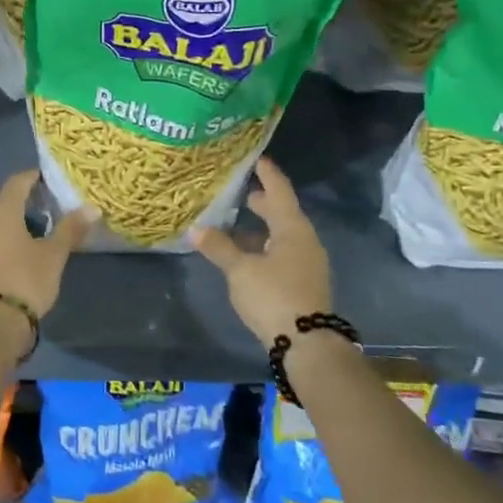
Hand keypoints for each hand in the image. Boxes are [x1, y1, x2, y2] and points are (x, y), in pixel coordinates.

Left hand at [0, 170, 91, 319]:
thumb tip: (92, 207)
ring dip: (15, 223)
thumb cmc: (26, 280)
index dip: (34, 177)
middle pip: (5, 202)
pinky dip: (5, 241)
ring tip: (38, 232)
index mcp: (1, 211)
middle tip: (51, 207)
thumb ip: (71, 228)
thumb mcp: (54, 255)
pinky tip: (20, 253)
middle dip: (27, 201)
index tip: (51, 179)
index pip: (18, 182)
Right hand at [190, 157, 331, 348]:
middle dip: (263, 201)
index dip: (267, 174)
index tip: (257, 158)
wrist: (307, 344)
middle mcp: (304, 240)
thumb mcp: (240, 270)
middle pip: (283, 212)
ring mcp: (307, 262)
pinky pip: (283, 251)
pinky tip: (247, 253)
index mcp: (292, 229)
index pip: (280, 191)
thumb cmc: (274, 296)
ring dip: (262, 225)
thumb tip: (195, 229)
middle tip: (242, 190)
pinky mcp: (303, 282)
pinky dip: (265, 244)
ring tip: (238, 221)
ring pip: (282, 234)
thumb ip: (218, 247)